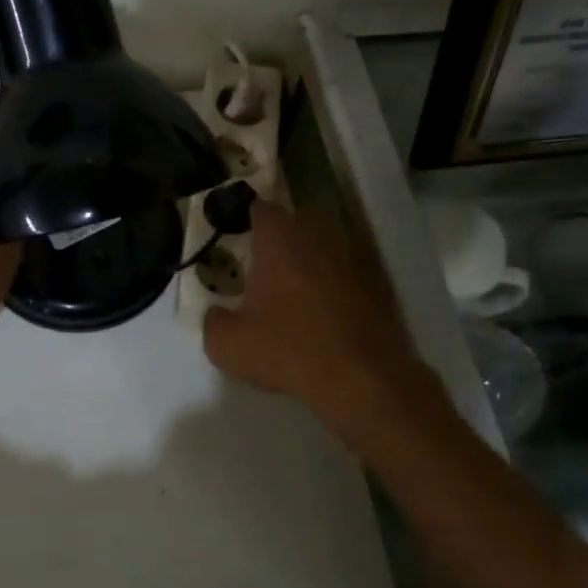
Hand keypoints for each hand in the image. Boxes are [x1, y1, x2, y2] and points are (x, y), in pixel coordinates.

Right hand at [202, 199, 423, 413]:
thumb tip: (217, 314)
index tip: (234, 234)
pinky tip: (318, 314)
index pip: (260, 208)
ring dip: (306, 261)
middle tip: (259, 265)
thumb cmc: (287, 349)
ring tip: (289, 292)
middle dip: (277, 239)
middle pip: (294, 223)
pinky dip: (330, 286)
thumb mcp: (228, 345)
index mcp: (279, 239)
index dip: (245, 218)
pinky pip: (343, 274)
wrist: (360, 378)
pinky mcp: (374, 285)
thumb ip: (213, 322)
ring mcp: (350, 259)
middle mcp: (316, 237)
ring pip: (321, 247)